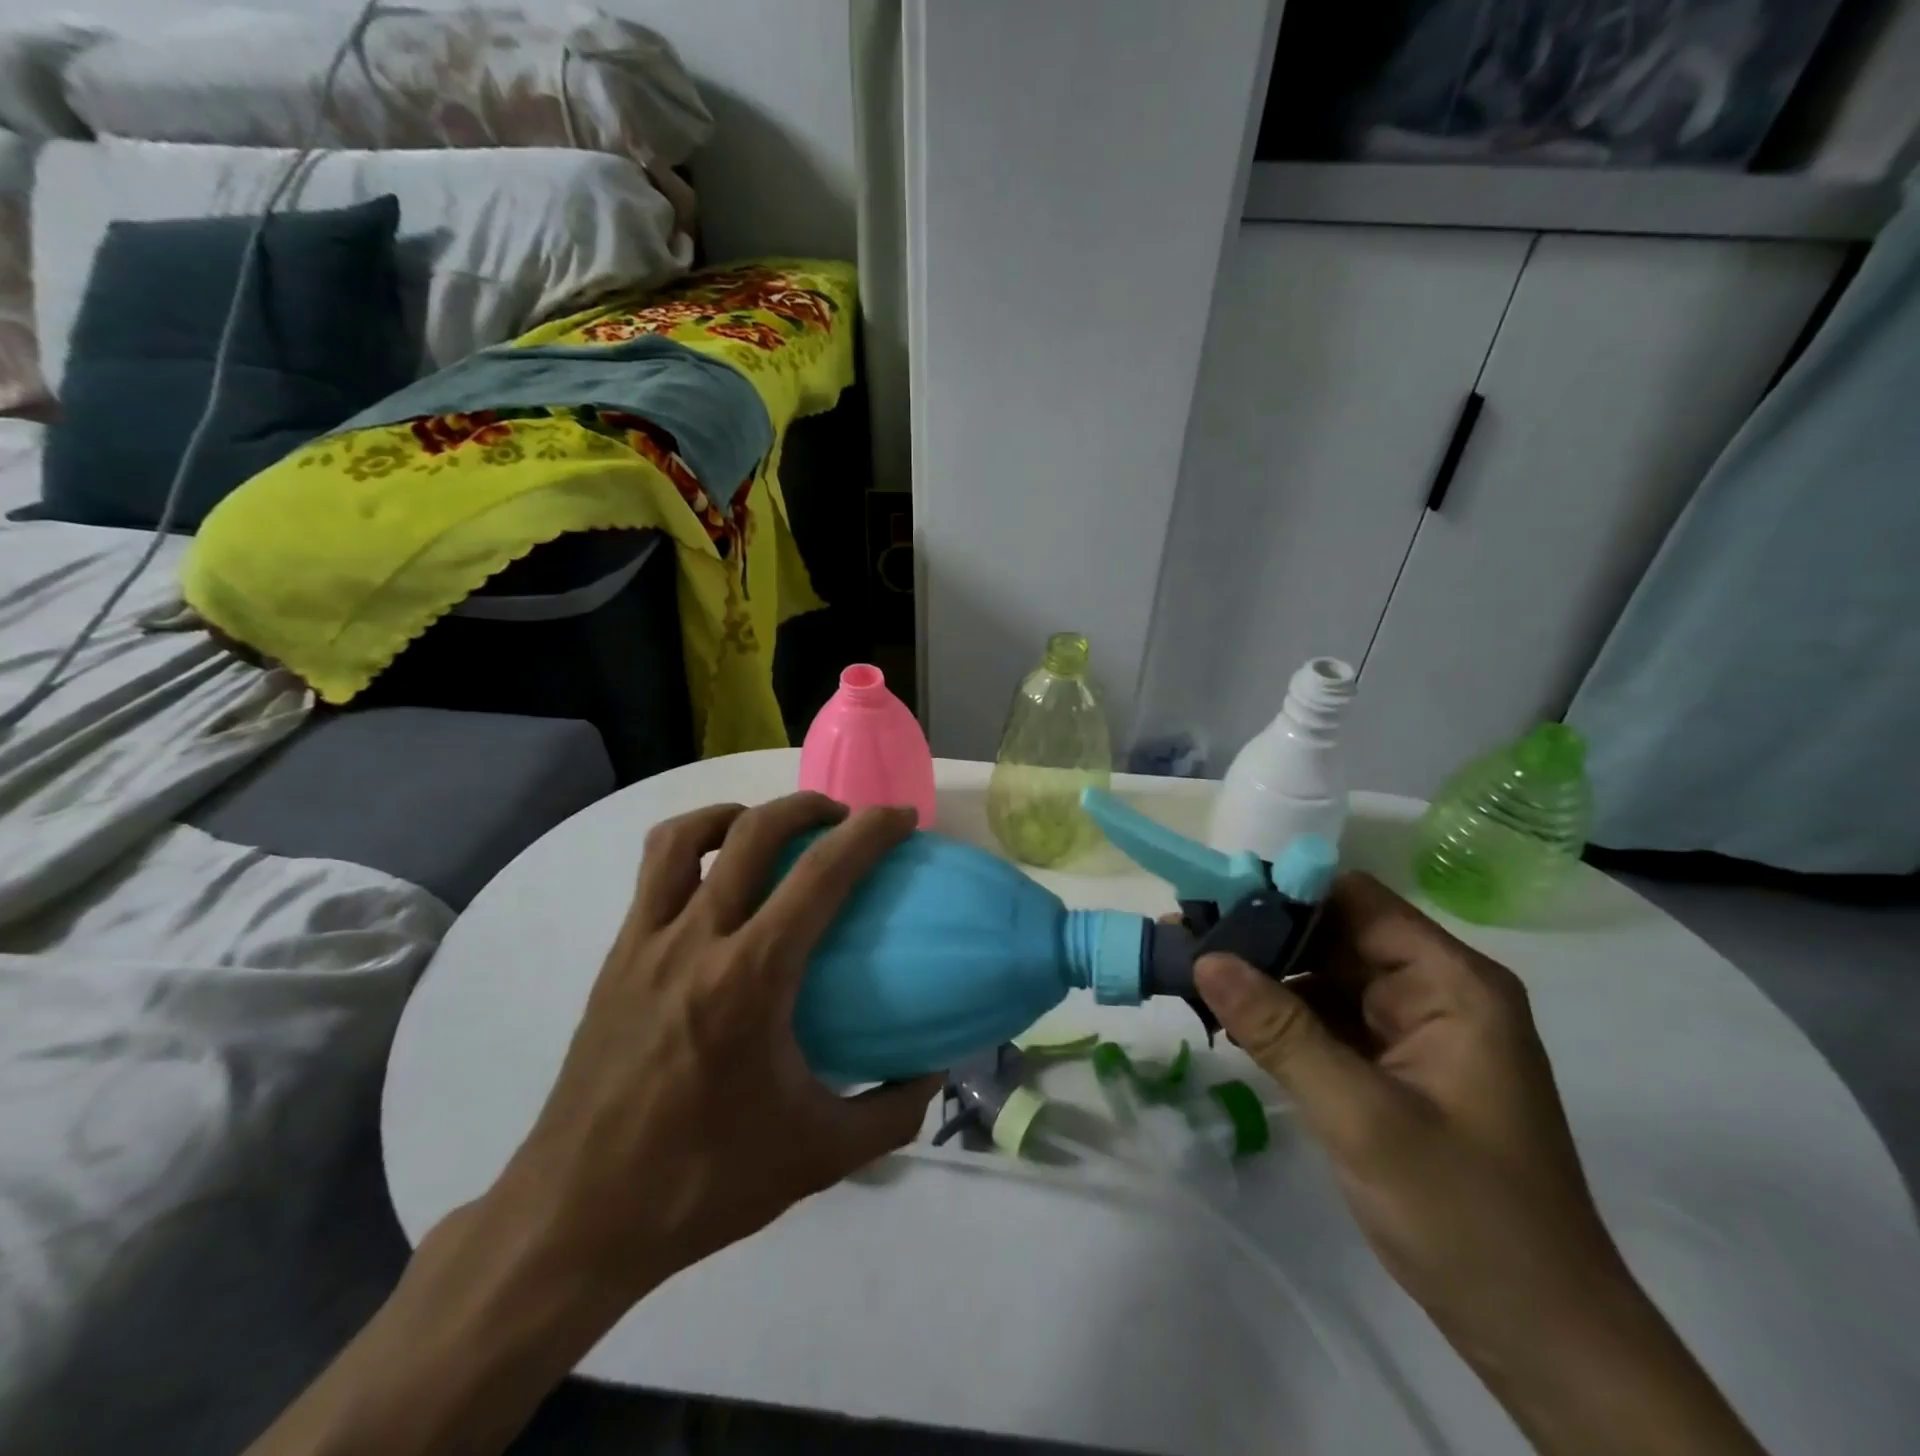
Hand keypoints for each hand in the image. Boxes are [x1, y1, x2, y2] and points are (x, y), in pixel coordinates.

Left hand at [489, 793, 940, 1307]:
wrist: (575, 1218)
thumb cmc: (701, 1182)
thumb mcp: (817, 1157)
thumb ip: (891, 1114)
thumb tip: (934, 1071)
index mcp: (750, 979)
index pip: (820, 875)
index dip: (868, 832)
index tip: (901, 818)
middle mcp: (696, 941)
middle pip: (753, 831)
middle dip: (808, 806)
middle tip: (843, 820)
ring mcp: (646, 943)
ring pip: (685, 837)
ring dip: (738, 814)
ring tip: (770, 831)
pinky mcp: (616, 958)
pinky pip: (653, 874)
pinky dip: (693, 847)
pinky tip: (717, 882)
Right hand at [1196, 871, 1613, 1343]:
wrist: (1542, 1338)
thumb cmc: (1466, 1217)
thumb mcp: (1361, 1118)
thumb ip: (1280, 1031)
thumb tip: (1204, 957)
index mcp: (1451, 983)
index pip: (1356, 901)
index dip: (1283, 892)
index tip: (1210, 900)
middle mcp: (1435, 991)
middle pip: (1335, 934)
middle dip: (1261, 936)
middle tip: (1184, 937)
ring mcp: (1415, 1029)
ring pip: (1325, 975)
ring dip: (1264, 975)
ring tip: (1190, 971)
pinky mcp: (1396, 1065)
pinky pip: (1329, 1018)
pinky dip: (1281, 1015)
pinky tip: (1227, 1017)